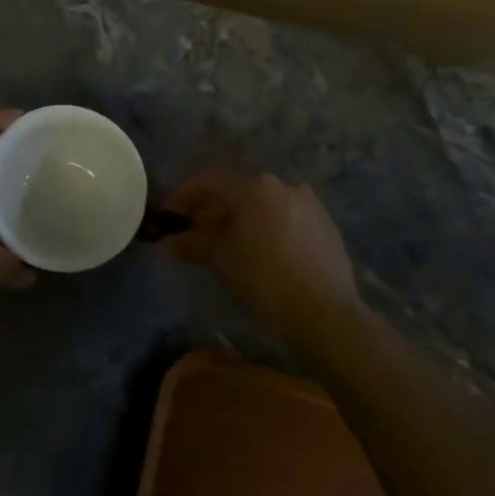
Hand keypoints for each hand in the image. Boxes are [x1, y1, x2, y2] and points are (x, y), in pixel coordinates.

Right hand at [162, 169, 356, 332]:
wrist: (327, 314)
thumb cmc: (264, 279)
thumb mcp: (220, 259)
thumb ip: (191, 243)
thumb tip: (167, 242)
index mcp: (254, 185)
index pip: (208, 181)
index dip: (183, 196)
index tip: (168, 214)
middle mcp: (282, 184)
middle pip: (236, 189)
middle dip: (211, 208)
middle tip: (193, 230)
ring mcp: (308, 203)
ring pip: (262, 203)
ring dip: (239, 217)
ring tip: (225, 242)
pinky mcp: (326, 225)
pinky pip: (285, 216)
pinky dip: (265, 226)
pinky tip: (259, 250)